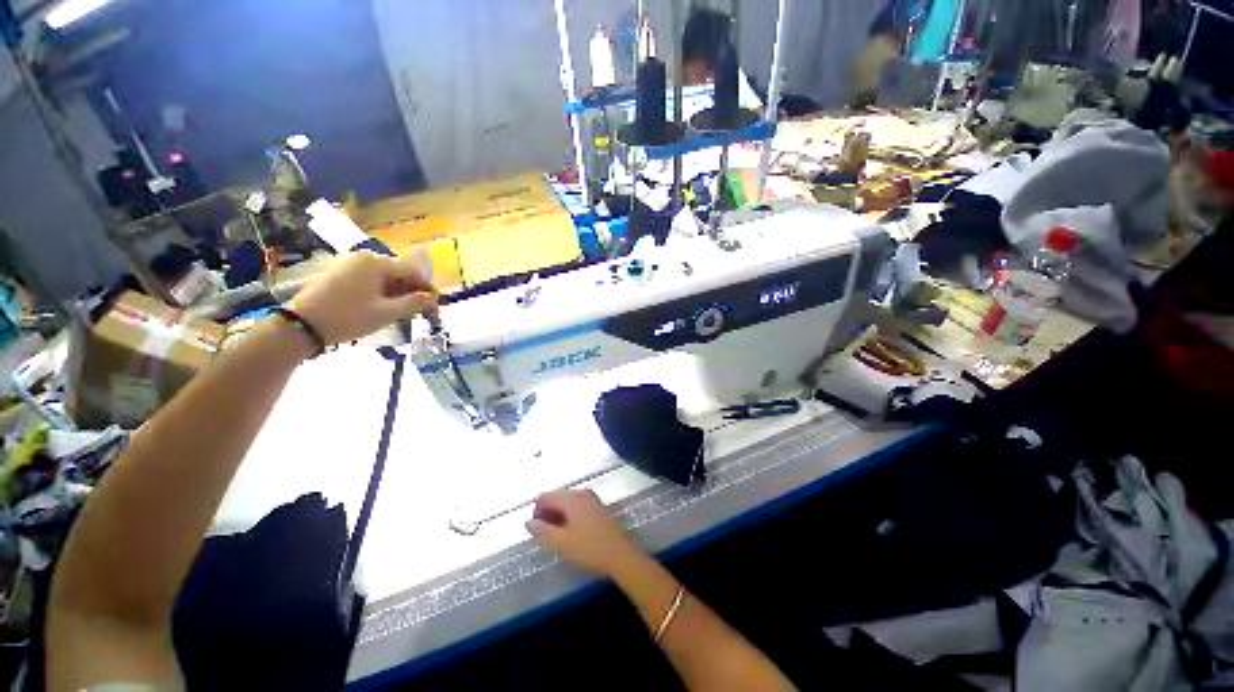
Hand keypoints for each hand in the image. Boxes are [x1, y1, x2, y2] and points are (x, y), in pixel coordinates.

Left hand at [288, 250, 436, 345]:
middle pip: (398, 272)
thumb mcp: (386, 313)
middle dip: (411, 290)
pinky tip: (381, 306)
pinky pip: (368, 279)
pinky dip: (380, 291)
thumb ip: (414, 303)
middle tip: (420, 310)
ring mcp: (348, 264)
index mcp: (376, 263)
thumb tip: (433, 299)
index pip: (412, 272)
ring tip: (402, 310)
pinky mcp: (338, 273)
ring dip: (396, 292)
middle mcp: (363, 257)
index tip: (436, 305)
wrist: (301, 325)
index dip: (427, 288)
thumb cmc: (348, 317)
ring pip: (383, 276)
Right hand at [526, 490, 644, 577]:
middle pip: (557, 497)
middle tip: (546, 536)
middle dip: (548, 513)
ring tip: (558, 537)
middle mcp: (581, 493)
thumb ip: (542, 531)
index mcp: (571, 498)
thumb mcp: (561, 543)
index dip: (536, 512)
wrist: (621, 556)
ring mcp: (592, 499)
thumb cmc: (589, 549)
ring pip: (568, 503)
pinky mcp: (599, 508)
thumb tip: (528, 522)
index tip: (536, 531)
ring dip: (559, 516)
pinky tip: (572, 533)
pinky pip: (578, 506)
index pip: (545, 496)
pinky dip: (570, 516)